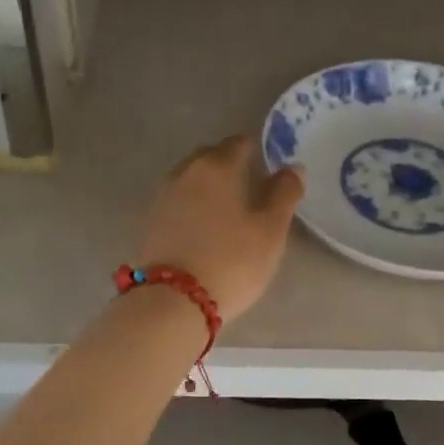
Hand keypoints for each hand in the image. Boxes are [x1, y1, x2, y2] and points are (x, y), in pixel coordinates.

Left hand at [139, 136, 305, 318]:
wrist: (172, 301)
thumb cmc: (232, 261)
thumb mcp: (271, 230)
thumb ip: (285, 194)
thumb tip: (293, 167)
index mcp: (217, 166)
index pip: (239, 143)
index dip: (256, 152)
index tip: (268, 169)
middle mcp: (186, 172)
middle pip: (211, 156)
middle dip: (229, 164)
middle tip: (249, 188)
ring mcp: (163, 196)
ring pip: (191, 178)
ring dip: (208, 185)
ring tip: (227, 209)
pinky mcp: (150, 221)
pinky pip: (177, 200)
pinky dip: (192, 205)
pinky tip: (203, 226)